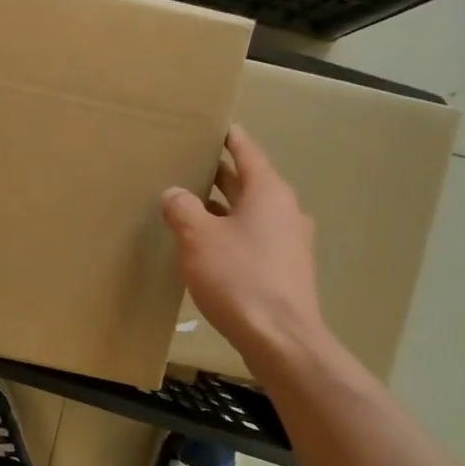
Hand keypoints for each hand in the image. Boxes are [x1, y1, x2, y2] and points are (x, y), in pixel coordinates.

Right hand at [162, 125, 332, 370]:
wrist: (281, 339)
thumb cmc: (239, 279)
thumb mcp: (198, 239)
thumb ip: (183, 209)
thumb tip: (174, 193)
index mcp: (269, 192)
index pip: (248, 152)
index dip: (229, 138)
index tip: (214, 126)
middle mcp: (285, 210)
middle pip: (250, 182)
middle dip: (221, 174)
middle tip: (190, 164)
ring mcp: (290, 242)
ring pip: (251, 213)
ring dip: (224, 207)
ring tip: (191, 204)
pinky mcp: (286, 269)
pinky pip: (255, 238)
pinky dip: (232, 232)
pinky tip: (208, 246)